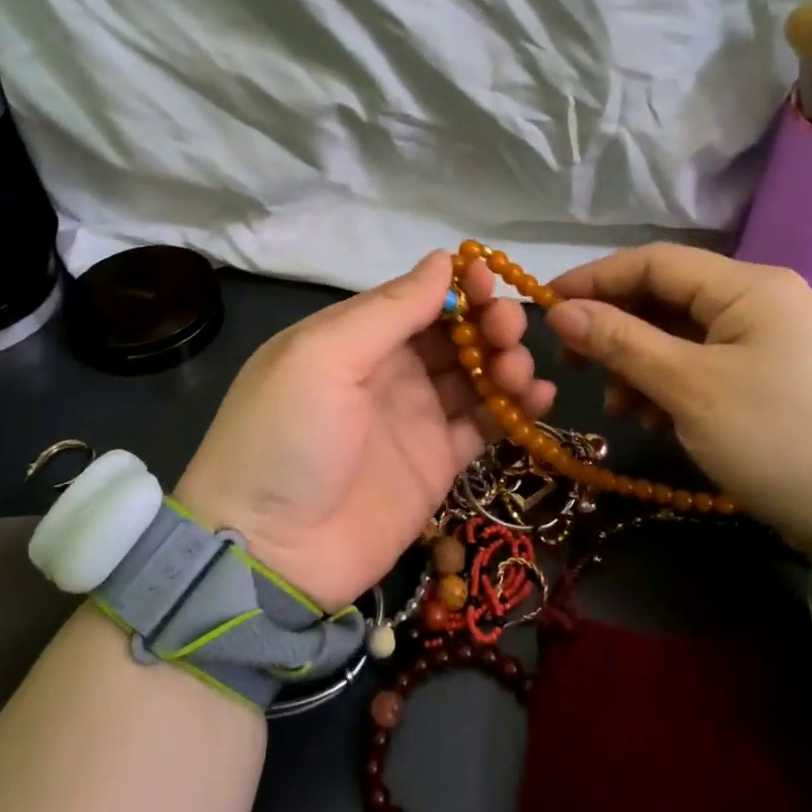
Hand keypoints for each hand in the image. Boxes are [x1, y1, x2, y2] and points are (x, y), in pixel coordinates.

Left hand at [175, 253, 554, 610]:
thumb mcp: (324, 357)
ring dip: (506, 362)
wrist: (270, 552)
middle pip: (454, 333)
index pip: (418, 297)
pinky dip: (516, 409)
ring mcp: (416, 417)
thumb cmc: (287, 436)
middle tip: (508, 331)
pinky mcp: (438, 462)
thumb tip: (442, 259)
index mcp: (355, 337)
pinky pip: (486, 425)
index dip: (458, 286)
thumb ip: (389, 310)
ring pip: (476, 374)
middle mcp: (389, 370)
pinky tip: (540, 398)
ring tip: (519, 372)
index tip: (491, 280)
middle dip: (488, 322)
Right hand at [488, 244, 811, 548]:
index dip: (596, 279)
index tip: (547, 305)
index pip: (655, 262)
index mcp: (749, 286)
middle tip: (573, 363)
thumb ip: (621, 341)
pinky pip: (703, 363)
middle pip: (666, 298)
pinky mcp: (769, 374)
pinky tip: (652, 418)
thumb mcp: (688, 388)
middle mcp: (761, 299)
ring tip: (617, 405)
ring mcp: (768, 338)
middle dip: (615, 329)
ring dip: (639, 363)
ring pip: (680, 334)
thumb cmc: (774, 438)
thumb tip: (561, 312)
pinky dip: (669, 384)